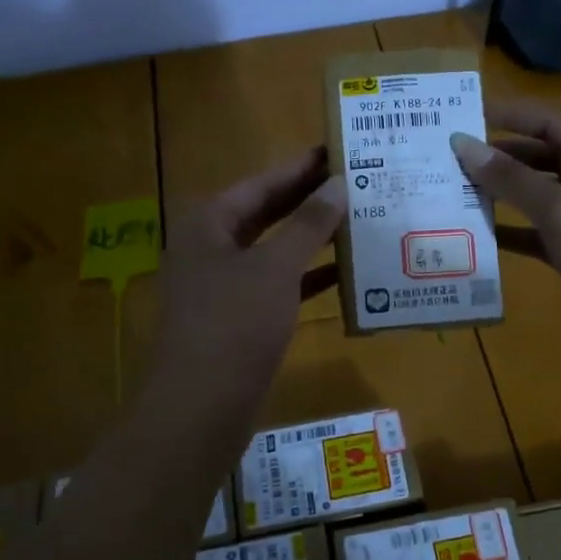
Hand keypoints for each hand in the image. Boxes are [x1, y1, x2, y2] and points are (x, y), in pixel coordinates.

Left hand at [145, 147, 346, 425]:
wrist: (201, 409)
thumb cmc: (234, 324)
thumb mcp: (275, 268)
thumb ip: (308, 224)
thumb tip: (337, 184)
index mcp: (209, 223)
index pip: (262, 183)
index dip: (301, 167)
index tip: (338, 150)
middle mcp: (212, 247)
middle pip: (267, 213)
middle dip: (309, 200)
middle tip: (356, 181)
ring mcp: (223, 285)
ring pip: (275, 249)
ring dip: (313, 238)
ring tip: (359, 219)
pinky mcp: (239, 317)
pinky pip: (278, 284)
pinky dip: (308, 277)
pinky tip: (346, 272)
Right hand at [451, 100, 560, 387]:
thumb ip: (512, 178)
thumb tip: (465, 144)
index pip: (550, 123)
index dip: (509, 116)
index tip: (466, 116)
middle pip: (542, 157)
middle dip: (500, 157)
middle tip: (453, 158)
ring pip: (539, 196)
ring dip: (503, 194)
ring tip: (457, 191)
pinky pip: (540, 232)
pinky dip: (513, 230)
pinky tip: (479, 234)